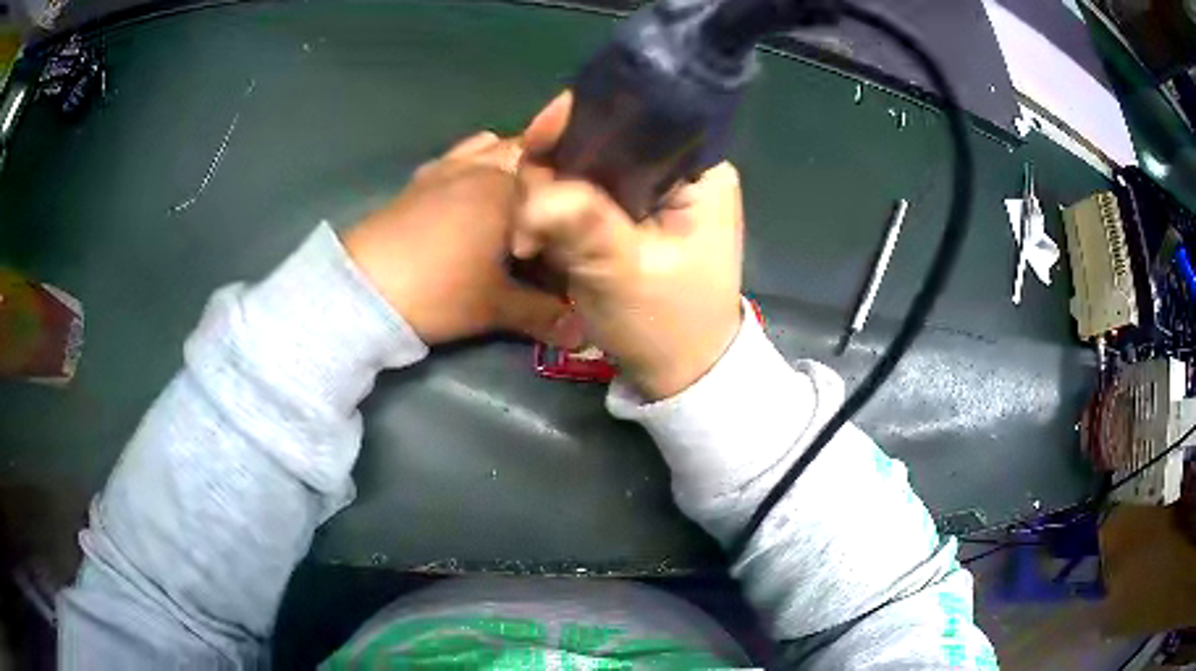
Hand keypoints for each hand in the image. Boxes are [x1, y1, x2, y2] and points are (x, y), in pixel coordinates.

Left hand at [343, 132, 582, 346]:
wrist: (363, 289)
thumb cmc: (439, 291)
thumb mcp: (496, 307)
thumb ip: (543, 315)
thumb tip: (582, 334)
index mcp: (508, 187)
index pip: (555, 175)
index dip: (570, 195)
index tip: (575, 222)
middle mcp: (479, 166)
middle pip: (523, 150)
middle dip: (540, 172)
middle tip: (548, 210)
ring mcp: (445, 168)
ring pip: (487, 147)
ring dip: (503, 162)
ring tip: (510, 197)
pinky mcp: (417, 180)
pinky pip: (454, 159)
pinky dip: (468, 167)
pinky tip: (465, 196)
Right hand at [512, 93, 745, 399]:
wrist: (680, 372)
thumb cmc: (669, 323)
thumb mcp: (627, 272)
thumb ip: (583, 223)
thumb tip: (533, 190)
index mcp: (698, 170)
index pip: (635, 116)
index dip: (578, 119)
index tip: (533, 145)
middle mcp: (676, 169)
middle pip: (600, 139)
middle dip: (553, 169)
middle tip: (528, 218)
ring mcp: (650, 191)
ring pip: (583, 167)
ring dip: (546, 197)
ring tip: (531, 239)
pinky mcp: (630, 213)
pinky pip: (582, 194)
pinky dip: (555, 213)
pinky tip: (539, 240)